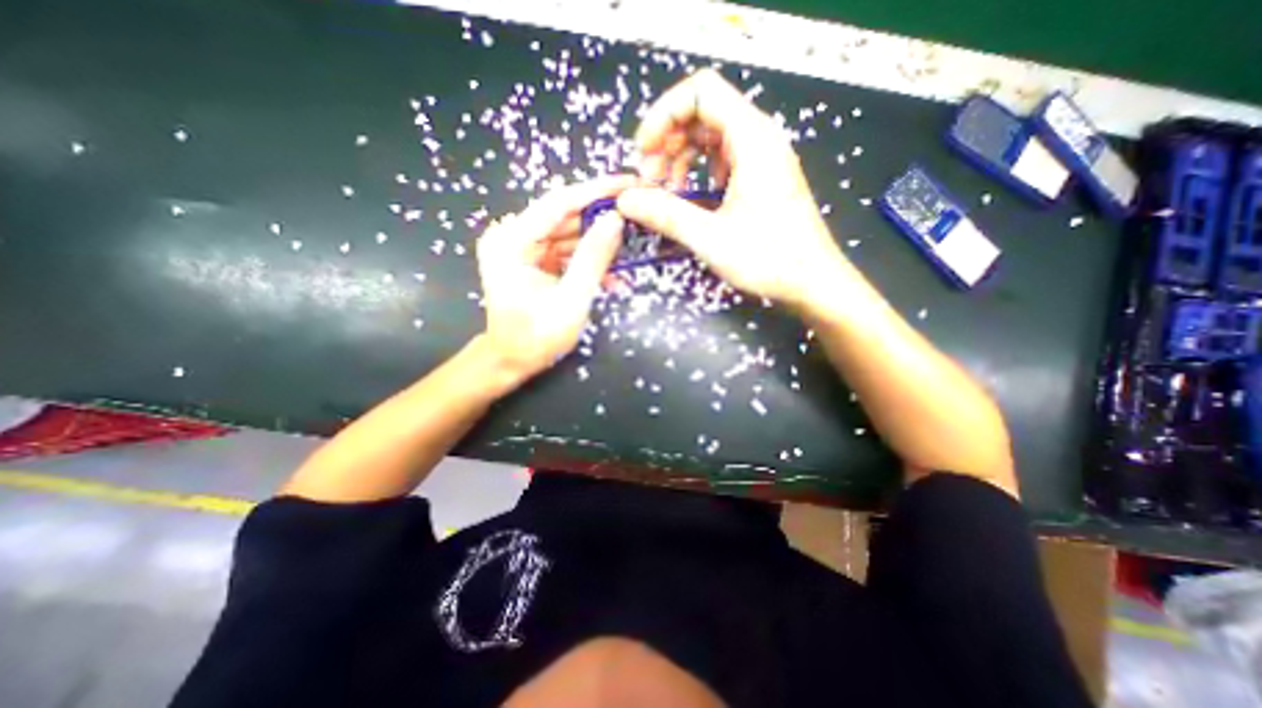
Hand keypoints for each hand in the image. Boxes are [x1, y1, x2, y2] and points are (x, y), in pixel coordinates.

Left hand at [477, 180, 635, 383]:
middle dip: (601, 219)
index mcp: (511, 241)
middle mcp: (511, 236)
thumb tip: (615, 219)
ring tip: (629, 248)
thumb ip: (593, 258)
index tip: (629, 182)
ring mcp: (520, 247)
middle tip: (637, 216)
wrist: (511, 360)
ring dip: (597, 244)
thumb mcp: (571, 299)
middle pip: (564, 216)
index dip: (597, 191)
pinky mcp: (531, 259)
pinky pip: (564, 251)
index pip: (559, 203)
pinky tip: (610, 275)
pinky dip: (586, 261)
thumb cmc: (537, 337)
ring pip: (567, 234)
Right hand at [617, 69, 851, 308]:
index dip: (664, 115)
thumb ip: (665, 214)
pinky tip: (694, 199)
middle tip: (651, 182)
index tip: (643, 153)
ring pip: (711, 138)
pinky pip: (723, 160)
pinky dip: (699, 173)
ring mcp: (762, 159)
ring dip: (681, 159)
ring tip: (668, 193)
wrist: (812, 281)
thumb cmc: (768, 259)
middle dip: (668, 142)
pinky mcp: (762, 178)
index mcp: (752, 139)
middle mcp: (759, 139)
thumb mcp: (710, 238)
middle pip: (703, 114)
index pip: (700, 92)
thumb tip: (626, 200)